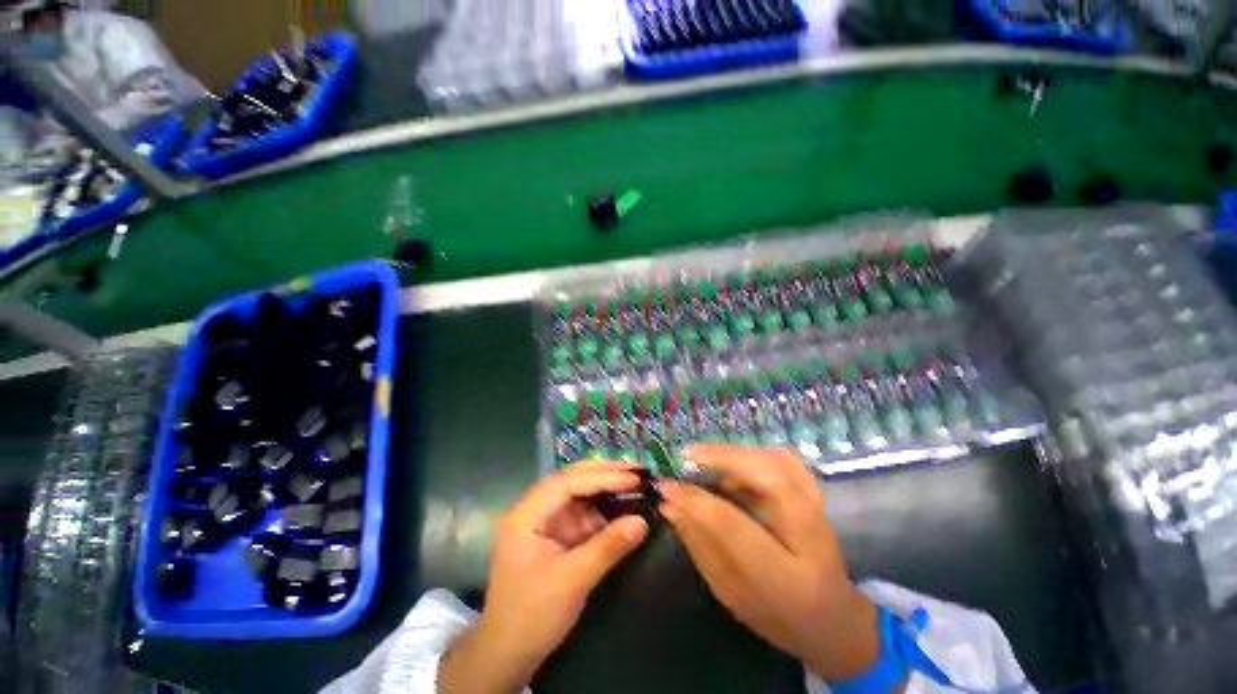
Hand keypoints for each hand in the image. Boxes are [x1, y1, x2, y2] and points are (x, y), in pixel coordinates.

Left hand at [439, 461, 649, 693]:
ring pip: (579, 494)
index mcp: (527, 514)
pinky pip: (583, 514)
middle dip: (604, 473)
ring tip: (635, 480)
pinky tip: (622, 504)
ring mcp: (547, 522)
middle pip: (572, 480)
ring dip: (606, 487)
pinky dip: (604, 508)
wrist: (508, 656)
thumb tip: (642, 522)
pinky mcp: (558, 536)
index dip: (601, 476)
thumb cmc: (532, 616)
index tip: (632, 477)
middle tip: (637, 469)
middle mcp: (535, 510)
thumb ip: (608, 547)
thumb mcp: (572, 581)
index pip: (567, 482)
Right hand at [659, 445, 880, 681]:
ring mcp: (821, 513)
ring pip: (779, 462)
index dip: (694, 500)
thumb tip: (669, 505)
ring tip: (703, 456)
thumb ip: (700, 545)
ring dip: (736, 452)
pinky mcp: (819, 498)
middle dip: (721, 459)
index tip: (665, 487)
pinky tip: (734, 460)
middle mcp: (811, 538)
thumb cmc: (778, 618)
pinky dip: (755, 452)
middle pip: (768, 479)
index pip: (732, 526)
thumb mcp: (730, 593)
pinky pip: (786, 460)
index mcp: (786, 579)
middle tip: (686, 457)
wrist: (834, 621)